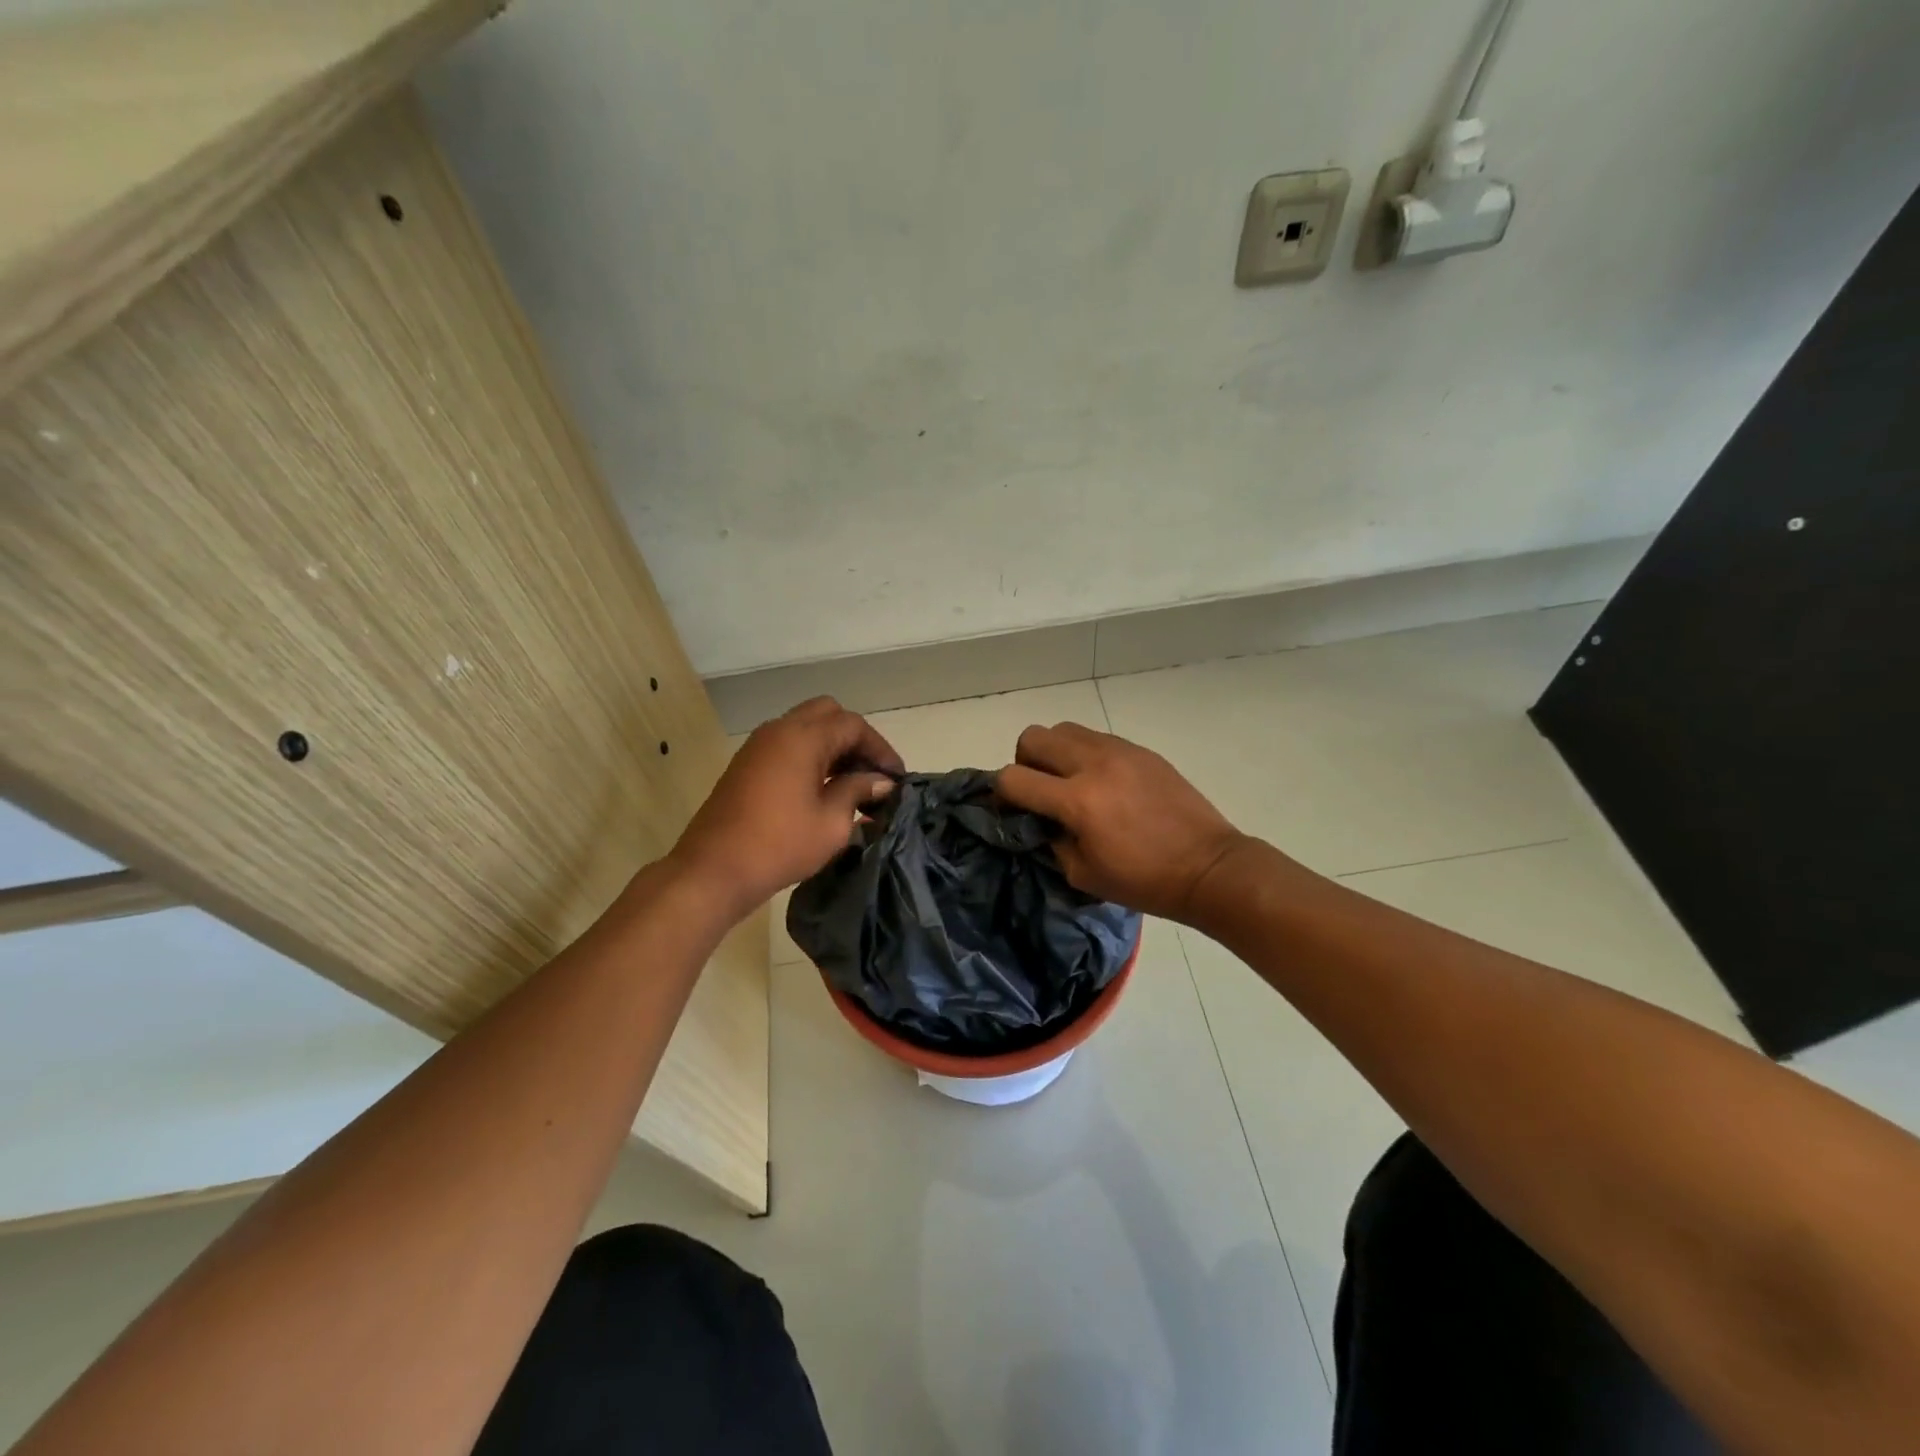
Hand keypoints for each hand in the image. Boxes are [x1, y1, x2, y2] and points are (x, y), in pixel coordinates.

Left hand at [668, 697, 902, 919]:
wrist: (714, 870)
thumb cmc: (780, 845)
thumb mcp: (832, 821)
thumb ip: (858, 791)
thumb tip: (880, 781)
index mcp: (803, 738)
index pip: (852, 725)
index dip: (879, 748)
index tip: (895, 777)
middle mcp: (779, 730)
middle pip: (827, 715)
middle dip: (854, 739)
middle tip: (870, 773)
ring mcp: (758, 746)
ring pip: (805, 728)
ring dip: (831, 747)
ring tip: (851, 785)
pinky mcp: (747, 765)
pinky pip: (787, 746)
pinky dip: (810, 757)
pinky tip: (822, 790)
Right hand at [997, 721, 1249, 923]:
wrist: (1208, 866)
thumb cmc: (1144, 881)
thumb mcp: (1082, 874)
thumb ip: (1050, 839)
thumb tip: (1036, 819)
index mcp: (1077, 800)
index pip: (1013, 777)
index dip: (1002, 795)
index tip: (1012, 811)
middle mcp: (1094, 764)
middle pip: (1032, 737)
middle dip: (1025, 763)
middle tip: (1041, 791)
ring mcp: (1119, 751)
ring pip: (1063, 729)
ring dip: (1055, 754)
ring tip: (1071, 784)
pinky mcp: (1140, 750)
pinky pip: (1096, 738)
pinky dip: (1085, 755)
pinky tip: (1104, 784)